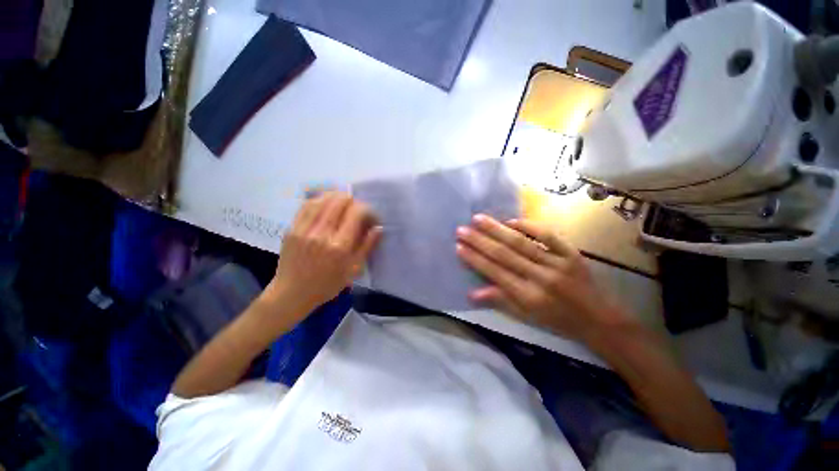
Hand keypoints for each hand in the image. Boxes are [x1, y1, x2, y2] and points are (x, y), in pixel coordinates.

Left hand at [263, 192, 381, 324]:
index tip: (372, 218)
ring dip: (337, 197)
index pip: (357, 213)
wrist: (292, 293)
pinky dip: (320, 200)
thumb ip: (367, 246)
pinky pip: (307, 205)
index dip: (368, 210)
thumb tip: (379, 227)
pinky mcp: (292, 228)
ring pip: (323, 199)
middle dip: (354, 201)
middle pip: (340, 201)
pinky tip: (326, 203)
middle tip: (357, 211)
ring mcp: (304, 229)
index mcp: (340, 246)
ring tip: (344, 203)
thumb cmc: (327, 284)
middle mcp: (322, 234)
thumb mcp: (353, 270)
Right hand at [456, 215, 631, 340]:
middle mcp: (541, 278)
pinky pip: (548, 236)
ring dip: (497, 229)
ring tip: (478, 219)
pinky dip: (529, 226)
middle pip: (505, 255)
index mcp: (529, 296)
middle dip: (480, 241)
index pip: (496, 273)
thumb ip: (499, 301)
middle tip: (461, 229)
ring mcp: (558, 263)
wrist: (598, 319)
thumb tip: (471, 293)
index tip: (459, 247)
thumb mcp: (526, 317)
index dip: (475, 259)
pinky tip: (511, 220)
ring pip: (522, 243)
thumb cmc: (557, 320)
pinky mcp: (571, 253)